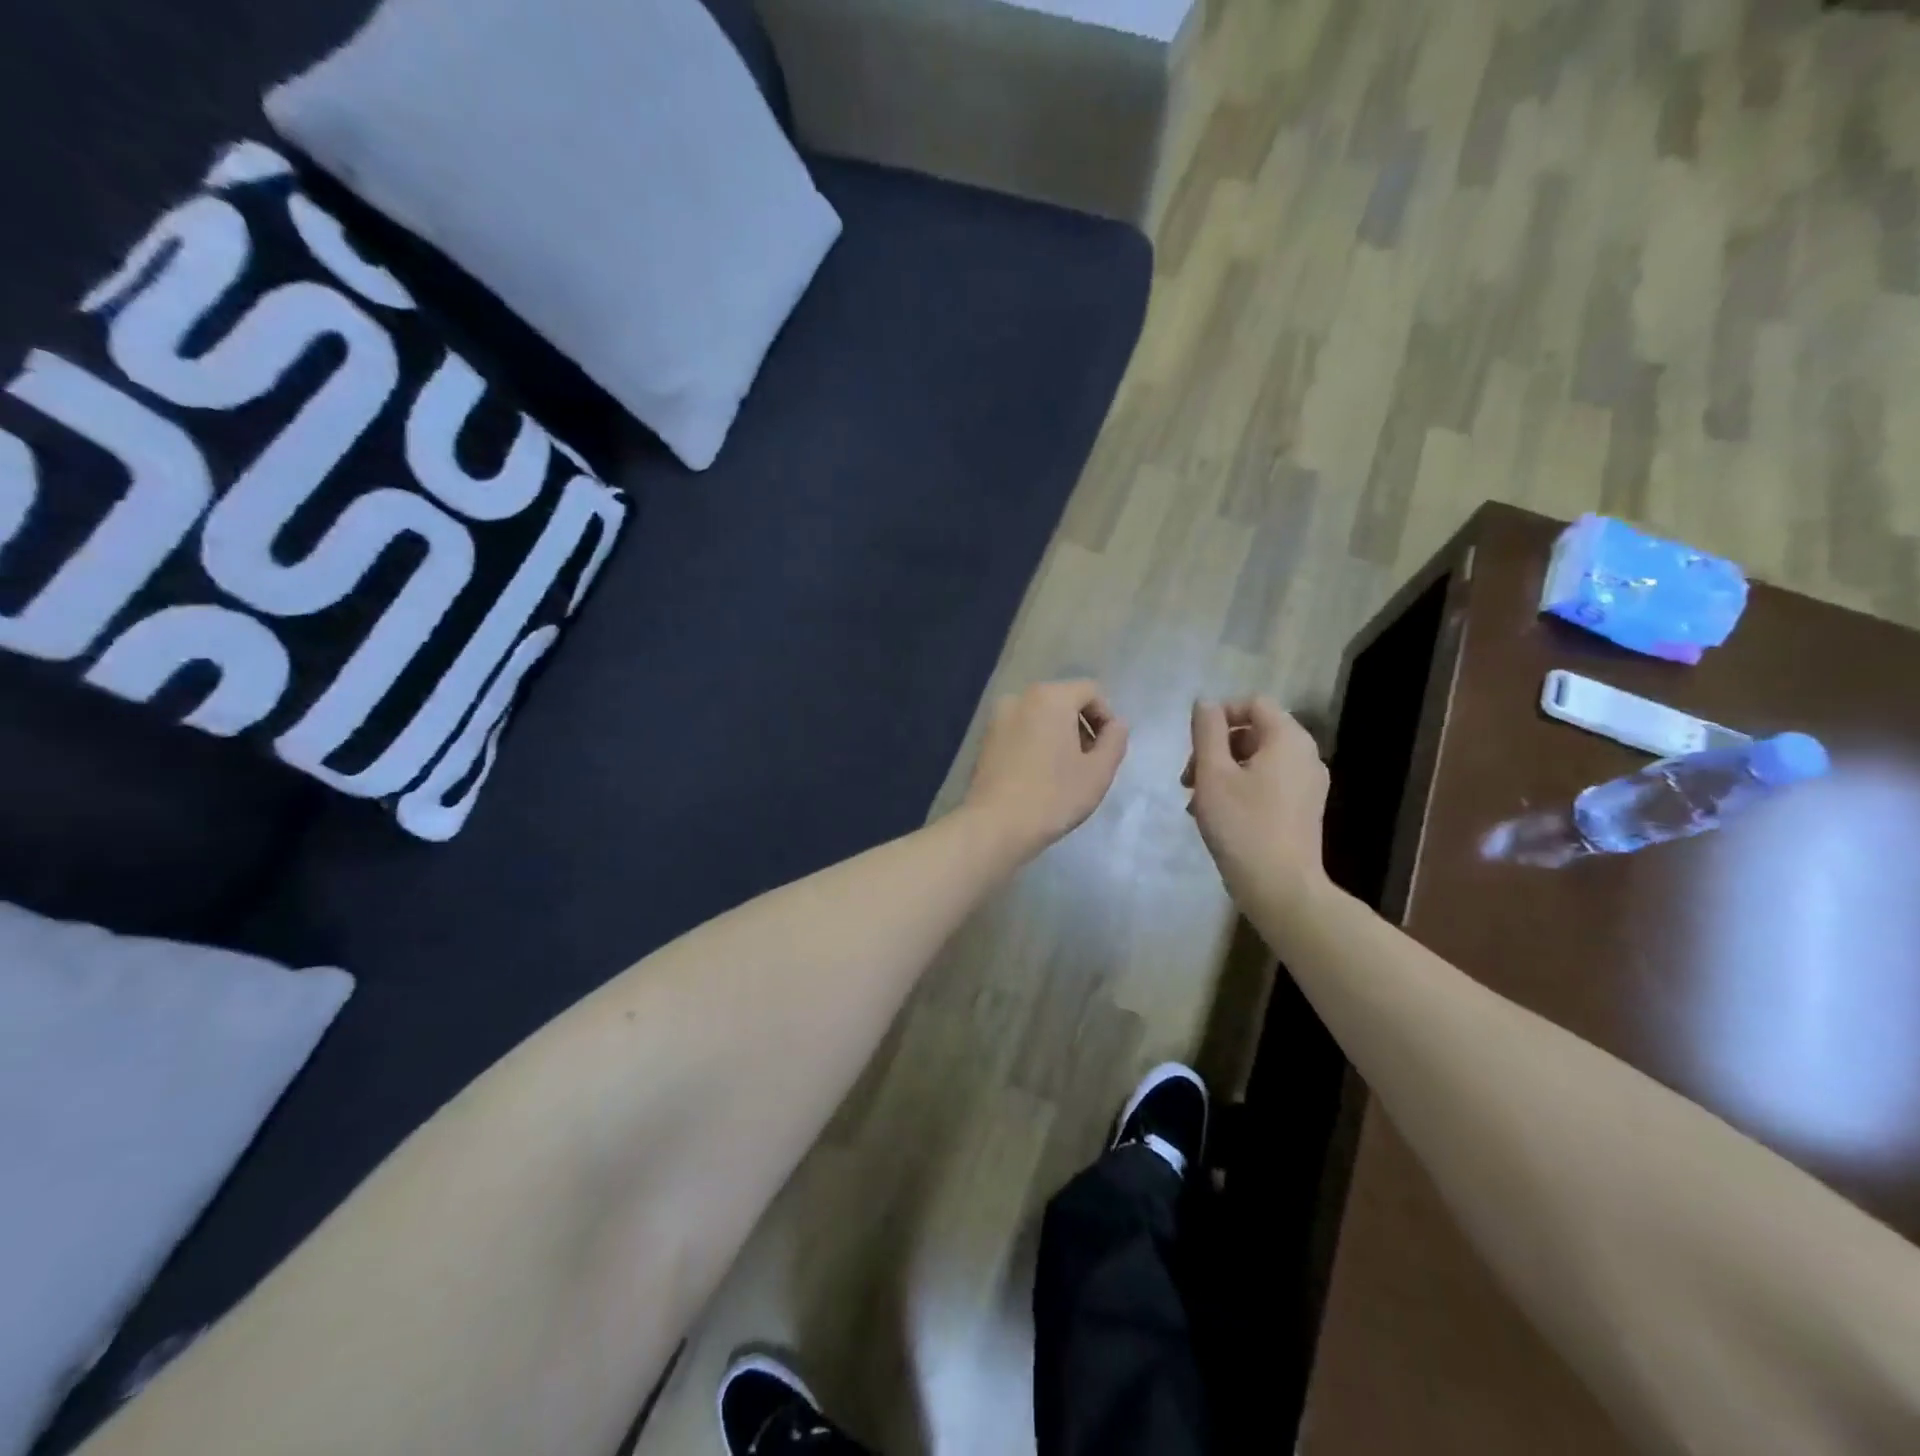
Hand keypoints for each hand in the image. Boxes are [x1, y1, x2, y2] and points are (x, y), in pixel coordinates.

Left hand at [964, 680, 1128, 859]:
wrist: (994, 826)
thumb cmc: (1053, 796)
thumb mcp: (1098, 772)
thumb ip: (1115, 740)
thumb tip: (1117, 725)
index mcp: (1050, 697)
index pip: (1090, 691)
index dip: (1106, 717)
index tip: (1107, 750)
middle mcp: (1020, 698)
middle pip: (1063, 701)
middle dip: (1081, 726)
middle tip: (1088, 763)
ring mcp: (997, 718)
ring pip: (1040, 717)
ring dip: (1058, 736)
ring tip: (1064, 772)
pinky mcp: (985, 740)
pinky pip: (1020, 731)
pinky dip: (1035, 743)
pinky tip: (1038, 776)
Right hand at [1184, 697, 1329, 910]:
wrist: (1281, 887)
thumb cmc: (1243, 825)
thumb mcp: (1213, 773)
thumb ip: (1207, 731)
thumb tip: (1205, 703)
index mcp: (1288, 739)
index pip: (1253, 703)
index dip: (1220, 715)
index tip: (1194, 744)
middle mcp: (1306, 755)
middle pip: (1254, 731)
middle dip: (1216, 748)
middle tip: (1188, 778)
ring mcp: (1308, 784)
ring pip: (1257, 759)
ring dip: (1222, 771)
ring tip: (1196, 801)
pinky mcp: (1303, 808)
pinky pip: (1268, 782)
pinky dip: (1240, 788)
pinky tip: (1217, 815)